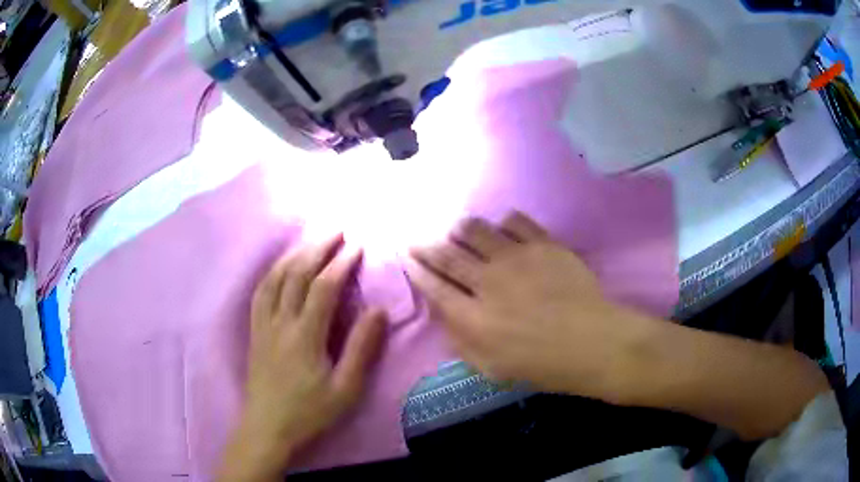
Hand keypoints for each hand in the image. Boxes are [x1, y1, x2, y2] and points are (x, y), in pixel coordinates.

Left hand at [219, 235, 385, 481]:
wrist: (267, 428)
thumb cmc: (310, 412)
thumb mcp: (345, 389)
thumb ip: (362, 349)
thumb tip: (378, 310)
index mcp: (305, 336)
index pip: (323, 288)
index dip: (341, 263)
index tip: (356, 246)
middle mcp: (280, 322)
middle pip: (296, 274)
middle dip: (317, 248)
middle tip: (335, 231)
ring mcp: (263, 325)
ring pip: (275, 278)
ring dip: (293, 255)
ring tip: (310, 241)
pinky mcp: (254, 331)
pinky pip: (260, 292)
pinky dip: (272, 272)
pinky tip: (280, 268)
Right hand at [407, 213, 829, 439]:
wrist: (598, 344)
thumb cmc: (547, 366)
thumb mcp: (494, 370)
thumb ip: (463, 341)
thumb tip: (447, 315)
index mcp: (474, 316)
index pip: (433, 285)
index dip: (417, 269)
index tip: (408, 257)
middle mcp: (488, 280)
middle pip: (448, 253)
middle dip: (429, 245)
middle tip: (420, 238)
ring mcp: (517, 257)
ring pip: (477, 229)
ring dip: (464, 230)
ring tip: (462, 232)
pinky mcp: (544, 243)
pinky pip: (514, 221)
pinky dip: (504, 224)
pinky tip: (504, 232)